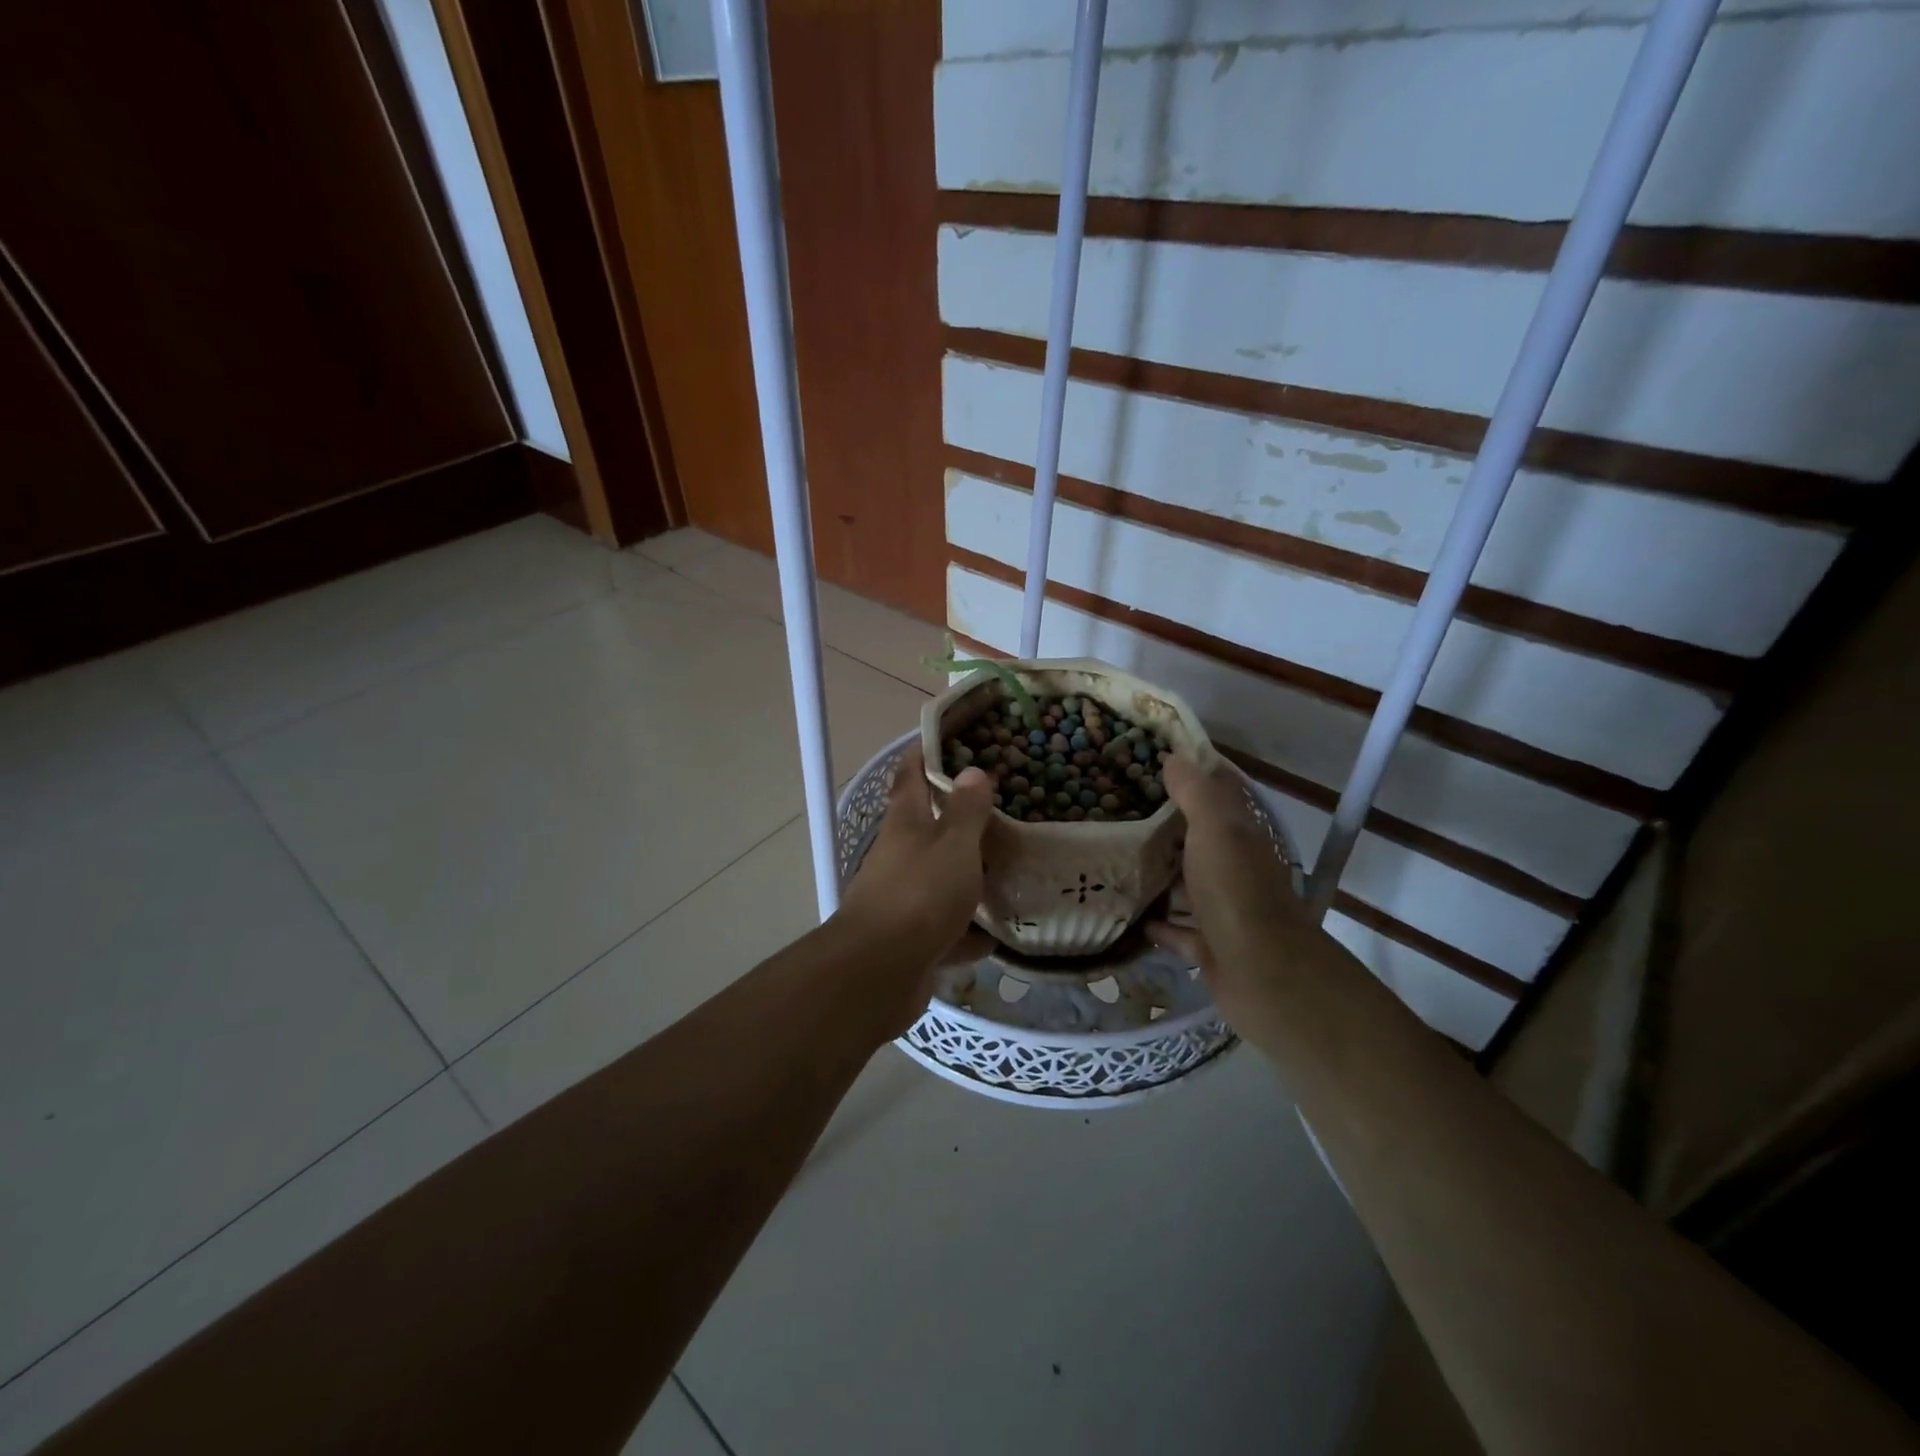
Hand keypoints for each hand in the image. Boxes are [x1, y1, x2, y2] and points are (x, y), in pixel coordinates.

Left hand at [834, 745, 994, 1030]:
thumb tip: (972, 771)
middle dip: (959, 815)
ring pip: (941, 876)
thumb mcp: (953, 844)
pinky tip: (999, 931)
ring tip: (1011, 866)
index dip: (925, 752)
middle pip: (928, 826)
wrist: (880, 972)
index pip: (910, 774)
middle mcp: (900, 854)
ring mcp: (903, 897)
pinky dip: (969, 929)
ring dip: (967, 874)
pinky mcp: (913, 938)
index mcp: (905, 822)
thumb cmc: (920, 893)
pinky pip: (947, 926)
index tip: (951, 738)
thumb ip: (966, 810)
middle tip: (1003, 805)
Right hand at [1146, 753, 1313, 1044]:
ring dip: (1161, 875)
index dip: (1191, 776)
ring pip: (1188, 884)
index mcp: (1239, 835)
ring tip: (1116, 860)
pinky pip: (1179, 930)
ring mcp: (1224, 909)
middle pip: (1199, 839)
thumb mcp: (1215, 829)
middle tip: (1118, 811)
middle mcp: (1235, 868)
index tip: (1149, 763)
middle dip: (1166, 825)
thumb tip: (1175, 757)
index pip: (1218, 794)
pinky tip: (1131, 916)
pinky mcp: (1211, 946)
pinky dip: (1159, 924)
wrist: (1264, 974)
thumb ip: (1196, 793)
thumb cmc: (1237, 891)